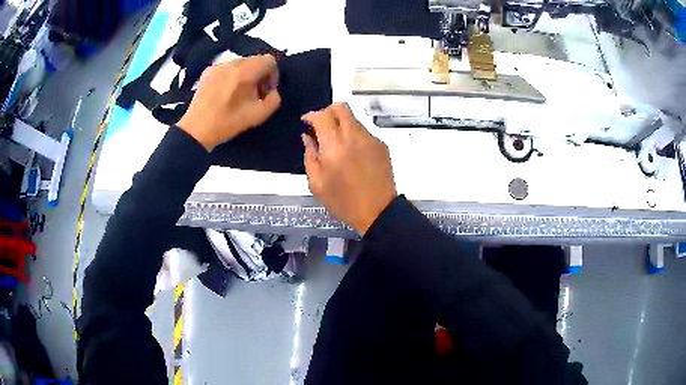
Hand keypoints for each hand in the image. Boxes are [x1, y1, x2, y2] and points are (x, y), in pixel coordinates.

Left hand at [177, 55, 280, 150]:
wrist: (196, 130)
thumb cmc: (228, 122)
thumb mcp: (259, 115)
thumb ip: (274, 99)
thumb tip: (272, 90)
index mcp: (246, 71)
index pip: (269, 60)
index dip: (272, 75)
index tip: (265, 91)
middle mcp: (232, 63)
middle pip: (254, 60)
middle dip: (258, 75)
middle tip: (253, 94)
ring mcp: (218, 66)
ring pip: (240, 64)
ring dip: (244, 75)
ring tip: (237, 94)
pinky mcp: (207, 72)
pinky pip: (226, 68)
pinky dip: (230, 77)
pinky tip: (224, 93)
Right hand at [302, 103, 396, 234]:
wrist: (378, 212)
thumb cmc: (343, 202)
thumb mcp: (317, 184)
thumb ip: (310, 156)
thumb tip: (308, 137)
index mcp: (334, 147)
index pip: (322, 116)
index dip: (311, 115)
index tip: (306, 122)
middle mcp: (354, 137)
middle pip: (341, 108)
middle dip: (328, 111)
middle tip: (321, 125)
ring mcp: (370, 139)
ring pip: (353, 119)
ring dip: (341, 124)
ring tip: (336, 143)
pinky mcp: (381, 146)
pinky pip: (364, 132)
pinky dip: (354, 135)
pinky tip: (352, 153)